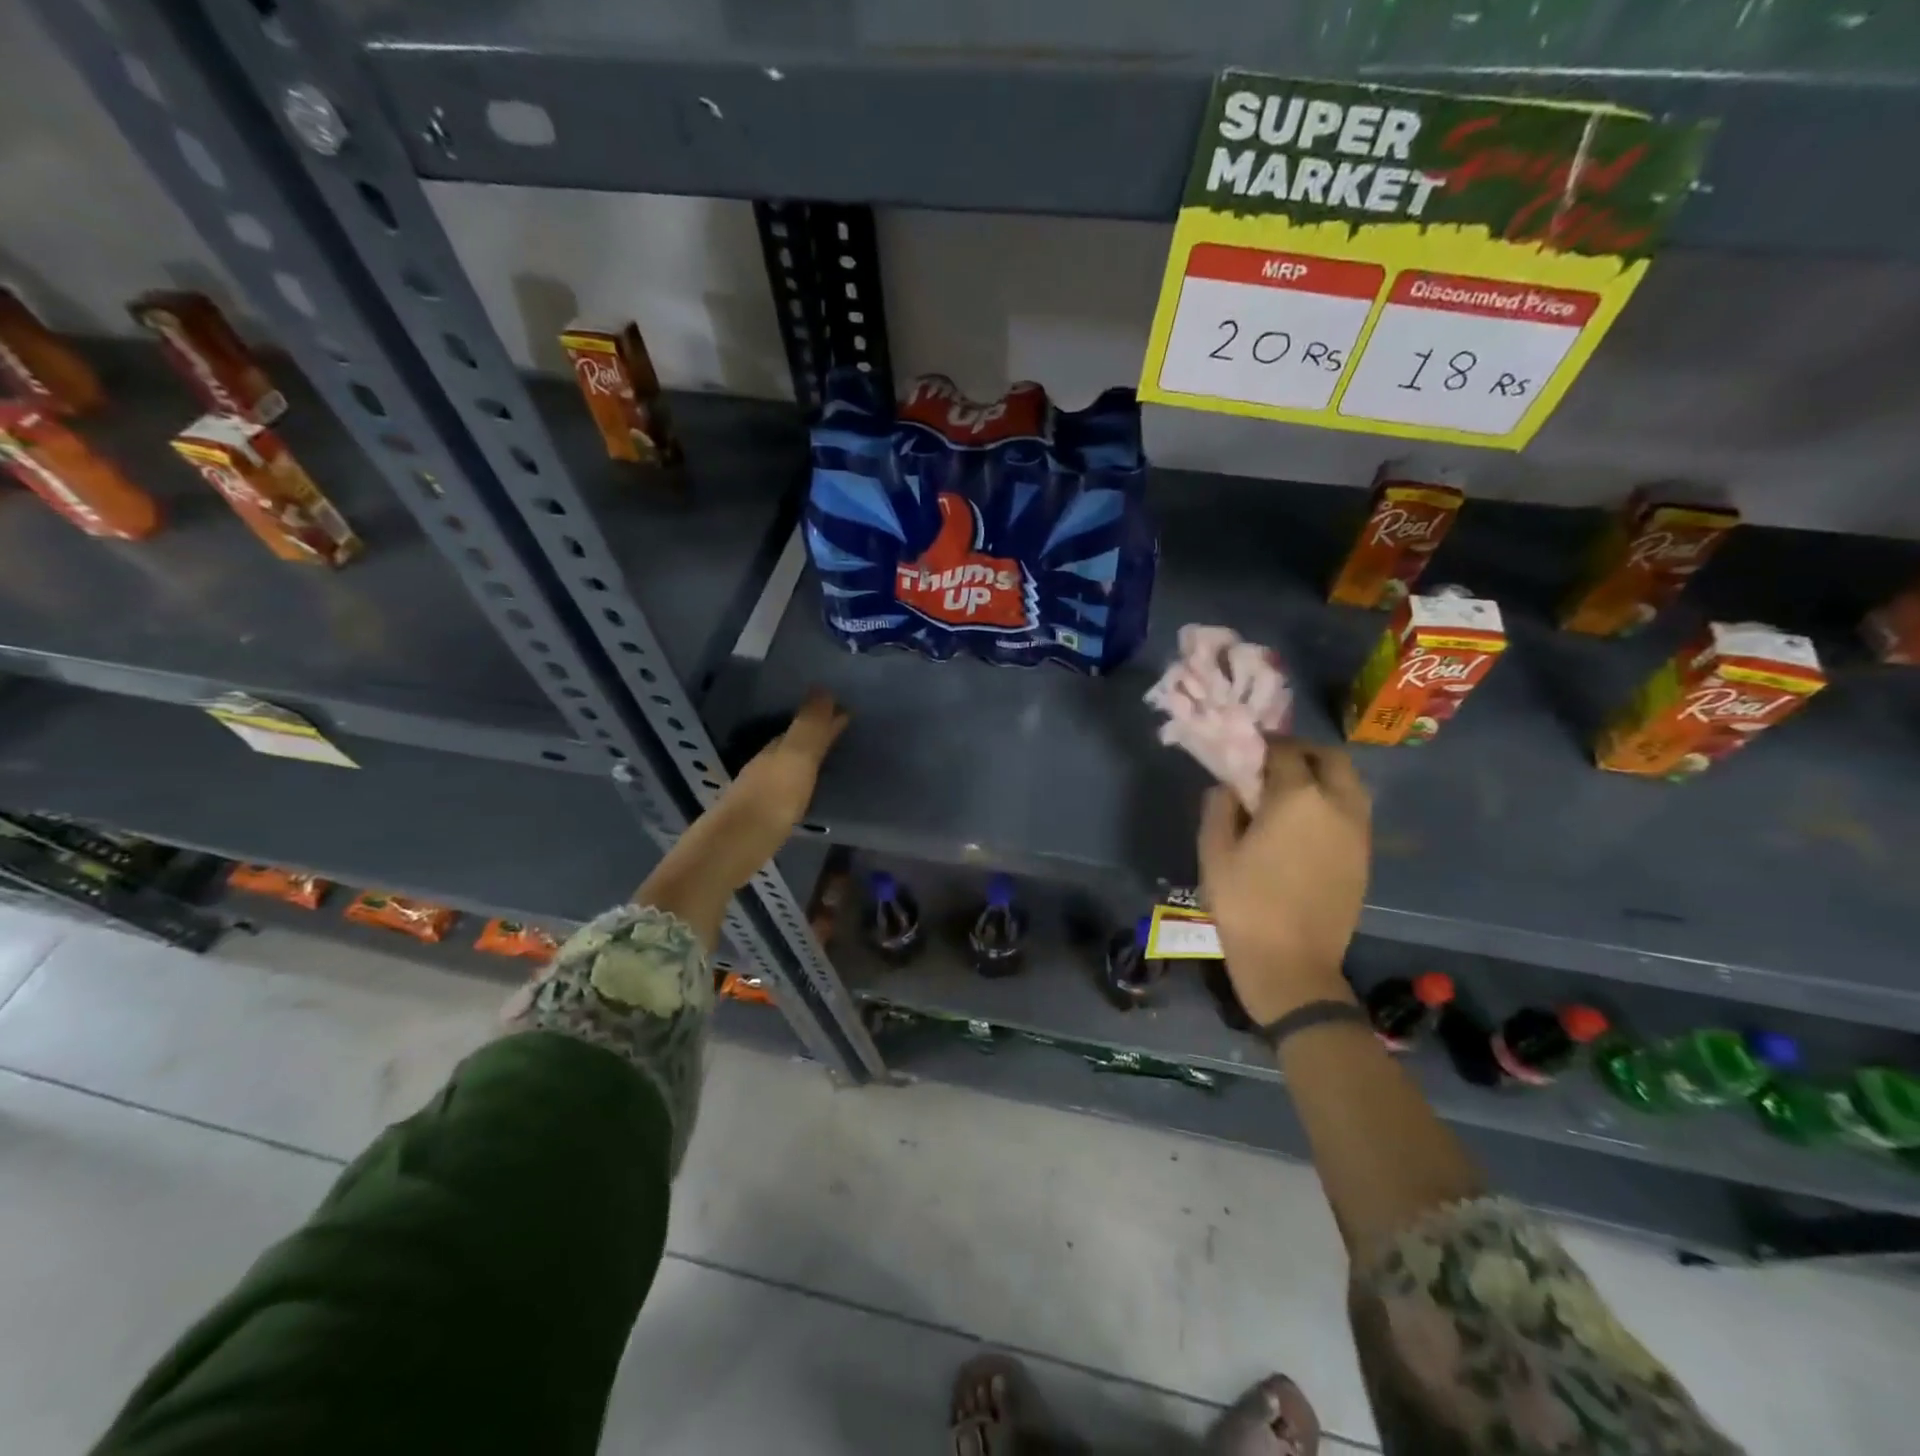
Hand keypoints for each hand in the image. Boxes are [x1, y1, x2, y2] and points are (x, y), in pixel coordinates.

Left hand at [709, 688, 849, 880]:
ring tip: (828, 759)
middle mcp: (765, 765)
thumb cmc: (771, 800)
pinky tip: (804, 793)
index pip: (802, 725)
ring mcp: (759, 792)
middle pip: (791, 743)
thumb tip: (823, 688)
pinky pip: (784, 789)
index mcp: (775, 749)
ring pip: (786, 766)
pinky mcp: (759, 818)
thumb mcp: (796, 759)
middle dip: (814, 735)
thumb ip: (810, 728)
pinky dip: (798, 783)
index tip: (848, 711)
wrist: (732, 849)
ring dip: (805, 759)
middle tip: (841, 731)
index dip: (824, 718)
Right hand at [1197, 739, 1369, 1024]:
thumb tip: (1230, 785)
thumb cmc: (1245, 904)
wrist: (1292, 964)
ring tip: (1290, 792)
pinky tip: (1305, 823)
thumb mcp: (1214, 852)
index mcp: (1297, 798)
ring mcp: (1358, 832)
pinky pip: (1353, 811)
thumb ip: (1220, 806)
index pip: (1284, 751)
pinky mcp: (1365, 857)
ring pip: (1349, 783)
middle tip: (1273, 764)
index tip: (1245, 749)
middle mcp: (1337, 805)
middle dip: (1302, 752)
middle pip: (1330, 758)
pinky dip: (1332, 801)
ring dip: (1322, 775)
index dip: (1263, 744)